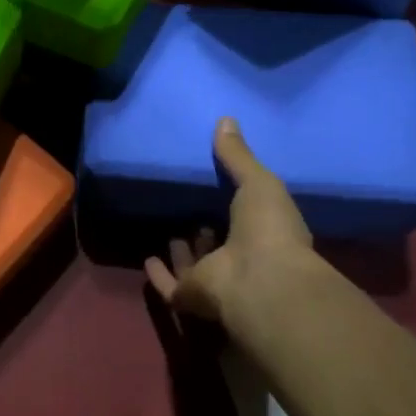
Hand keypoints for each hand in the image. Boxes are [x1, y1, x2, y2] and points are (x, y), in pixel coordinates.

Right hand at [146, 118, 314, 331]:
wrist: (259, 279)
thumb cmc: (268, 229)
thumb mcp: (258, 181)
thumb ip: (238, 155)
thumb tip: (225, 119)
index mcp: (264, 236)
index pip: (246, 220)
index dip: (232, 207)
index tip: (215, 189)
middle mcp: (240, 261)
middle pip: (218, 246)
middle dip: (205, 230)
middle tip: (189, 209)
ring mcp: (215, 282)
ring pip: (195, 266)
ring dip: (184, 253)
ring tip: (171, 231)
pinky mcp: (189, 296)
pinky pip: (169, 285)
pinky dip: (159, 275)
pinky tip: (148, 260)